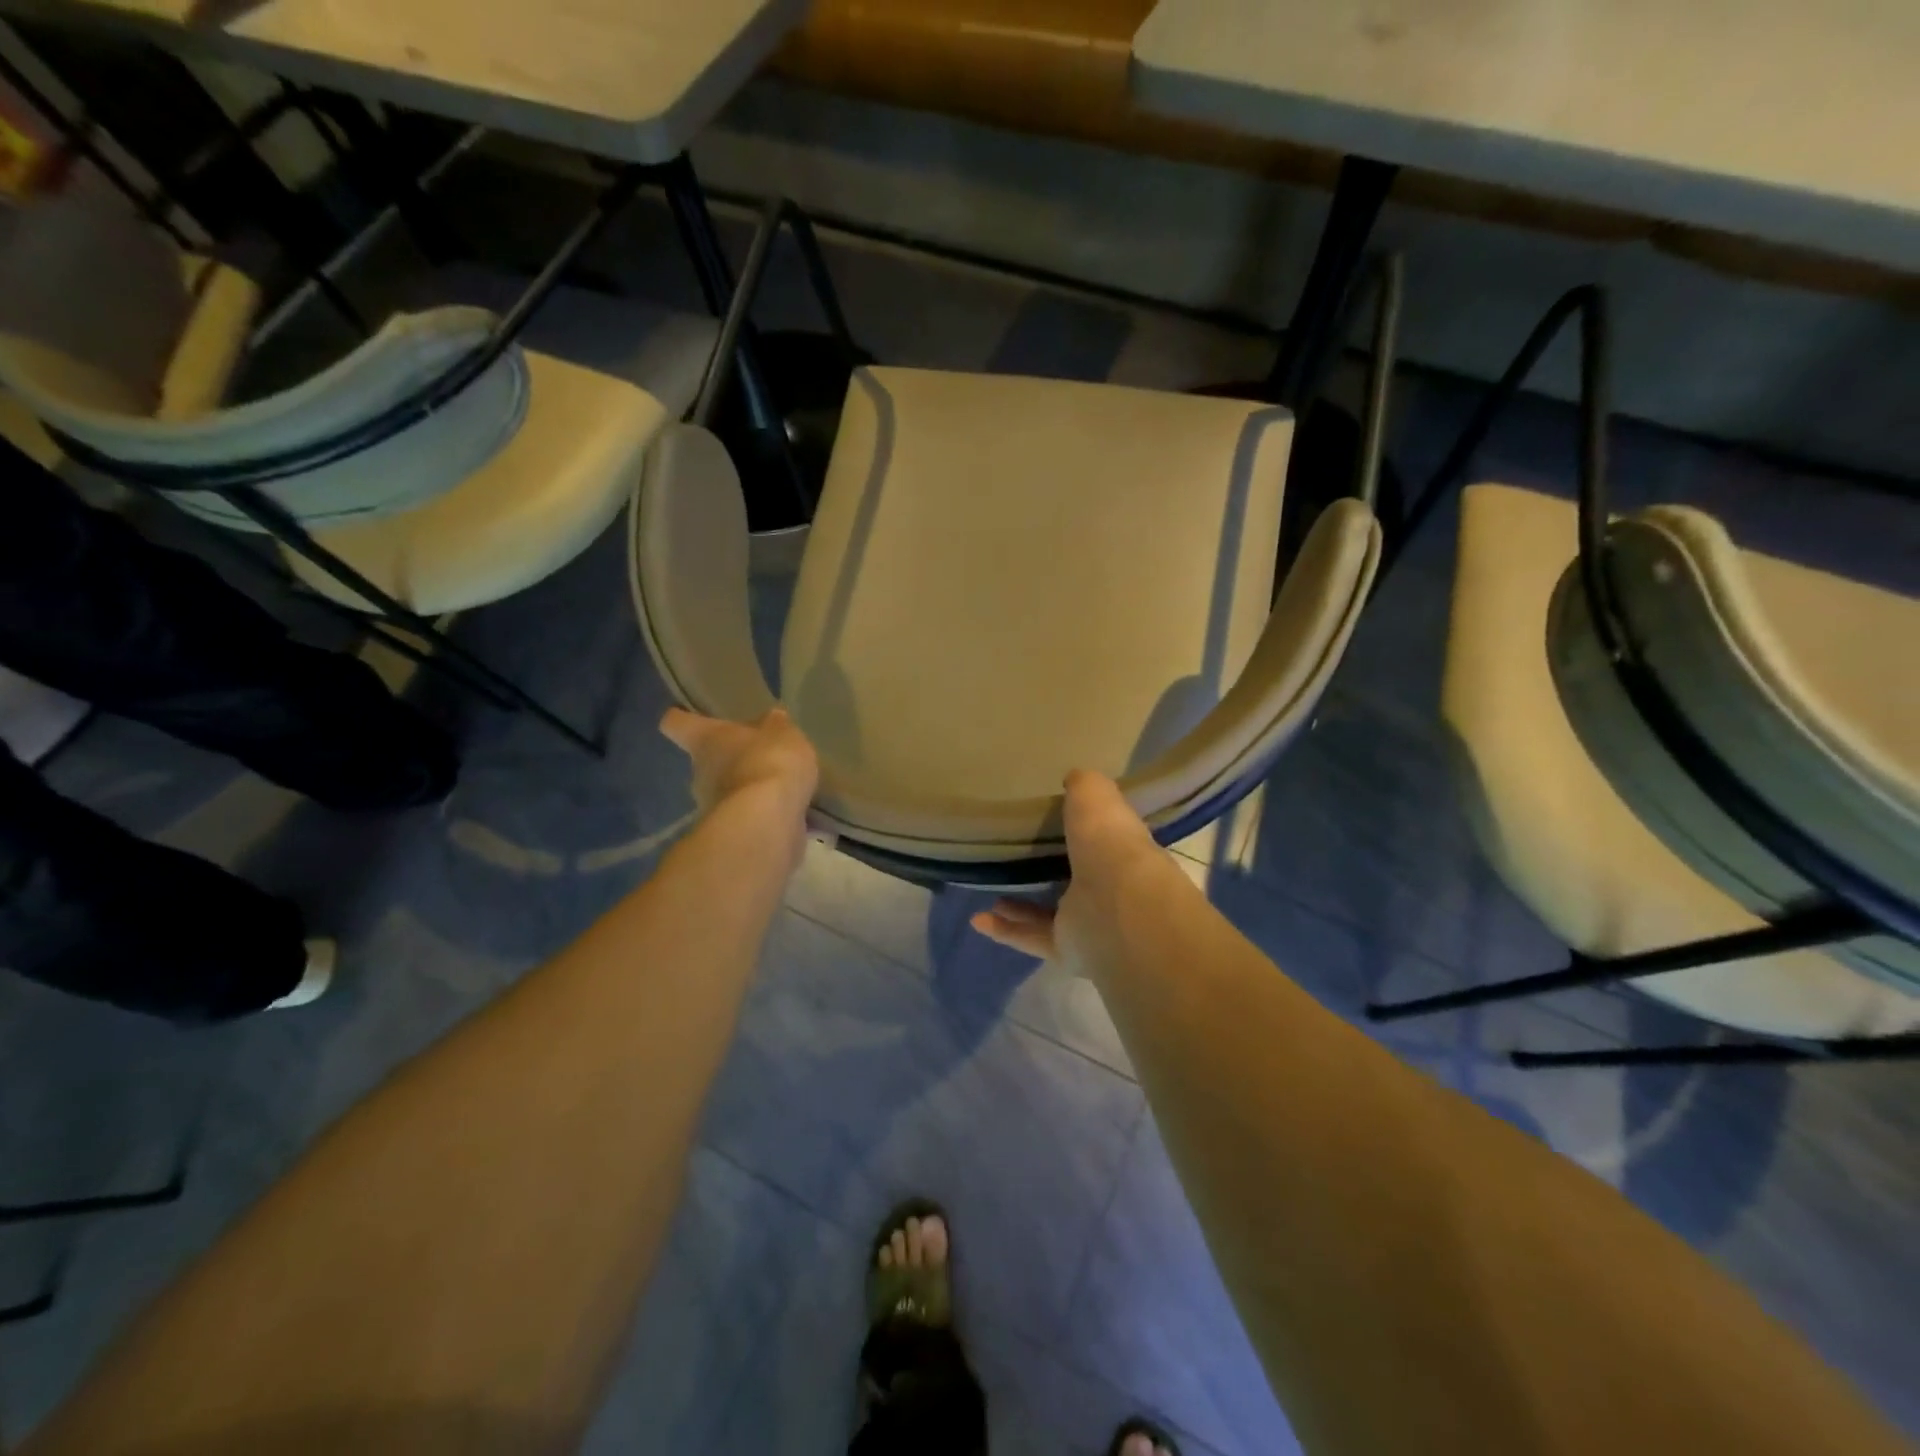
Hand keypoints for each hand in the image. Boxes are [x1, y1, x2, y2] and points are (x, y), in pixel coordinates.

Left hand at [661, 707, 818, 832]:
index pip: (676, 723)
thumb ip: (776, 727)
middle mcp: (699, 771)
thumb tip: (771, 720)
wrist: (767, 823)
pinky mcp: (730, 833)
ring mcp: (711, 806)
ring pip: (726, 790)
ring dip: (748, 788)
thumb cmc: (768, 763)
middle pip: (706, 760)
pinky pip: (747, 815)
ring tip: (781, 786)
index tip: (691, 717)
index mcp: (705, 739)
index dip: (683, 718)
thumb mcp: (783, 733)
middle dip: (730, 759)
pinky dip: (763, 813)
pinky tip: (789, 810)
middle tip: (759, 755)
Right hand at [970, 770, 1169, 968]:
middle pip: (1077, 880)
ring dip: (1020, 905)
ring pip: (1050, 914)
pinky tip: (978, 919)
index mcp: (1120, 851)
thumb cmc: (1109, 843)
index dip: (1084, 830)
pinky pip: (1030, 937)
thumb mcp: (1095, 796)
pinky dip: (1004, 930)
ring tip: (991, 891)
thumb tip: (1075, 777)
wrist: (1117, 905)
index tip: (1056, 821)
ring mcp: (1089, 923)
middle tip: (1020, 859)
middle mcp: (1109, 889)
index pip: (1103, 840)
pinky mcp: (1067, 949)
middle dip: (1052, 872)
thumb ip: (1084, 786)